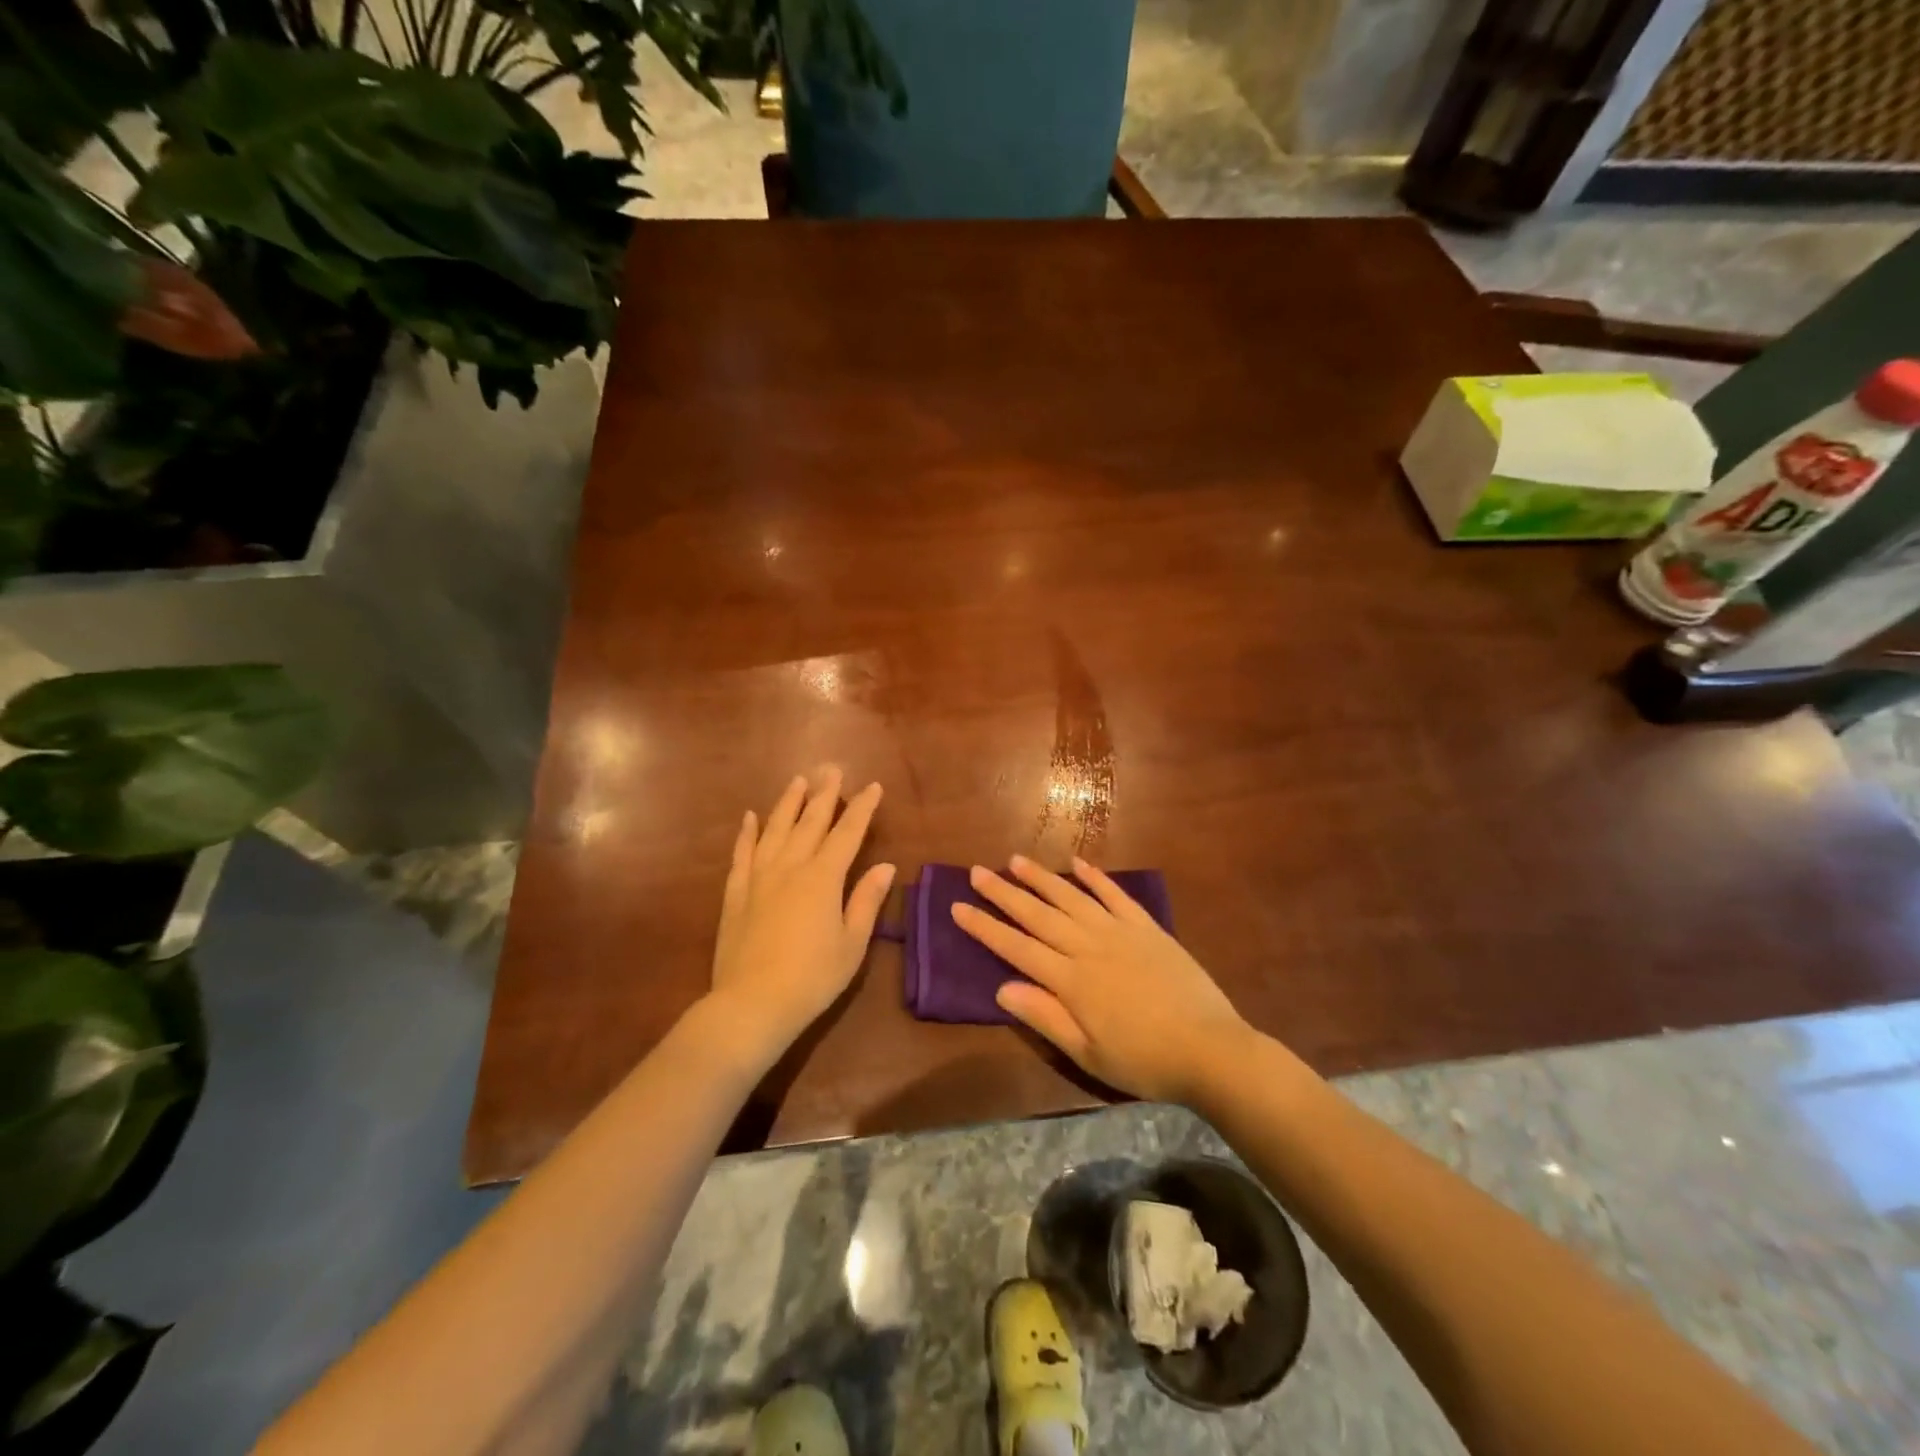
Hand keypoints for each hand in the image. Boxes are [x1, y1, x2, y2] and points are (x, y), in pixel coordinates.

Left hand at [709, 767, 893, 1055]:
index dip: (862, 808)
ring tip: (798, 781)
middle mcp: (791, 867)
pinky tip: (750, 817)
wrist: (752, 1004)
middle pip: (811, 822)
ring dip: (788, 803)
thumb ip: (866, 900)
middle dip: (824, 794)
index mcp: (824, 878)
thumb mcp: (852, 944)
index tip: (872, 787)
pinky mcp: (736, 894)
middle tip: (831, 768)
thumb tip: (885, 866)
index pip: (848, 834)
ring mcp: (759, 878)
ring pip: (775, 829)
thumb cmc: (812, 978)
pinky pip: (742, 854)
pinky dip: (747, 833)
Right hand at [952, 855, 1248, 1103]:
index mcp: (1070, 980)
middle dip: (1004, 893)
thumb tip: (1001, 987)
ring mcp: (1119, 932)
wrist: (1210, 1049)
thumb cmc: (1144, 1061)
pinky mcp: (1147, 927)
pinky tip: (1078, 862)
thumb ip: (1045, 1017)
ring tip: (1016, 859)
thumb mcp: (1088, 1053)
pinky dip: (1096, 877)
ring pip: (1071, 897)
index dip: (985, 928)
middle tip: (977, 872)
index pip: (1016, 947)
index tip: (958, 907)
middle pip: (1038, 914)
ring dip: (1041, 878)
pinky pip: (1116, 895)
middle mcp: (1088, 947)